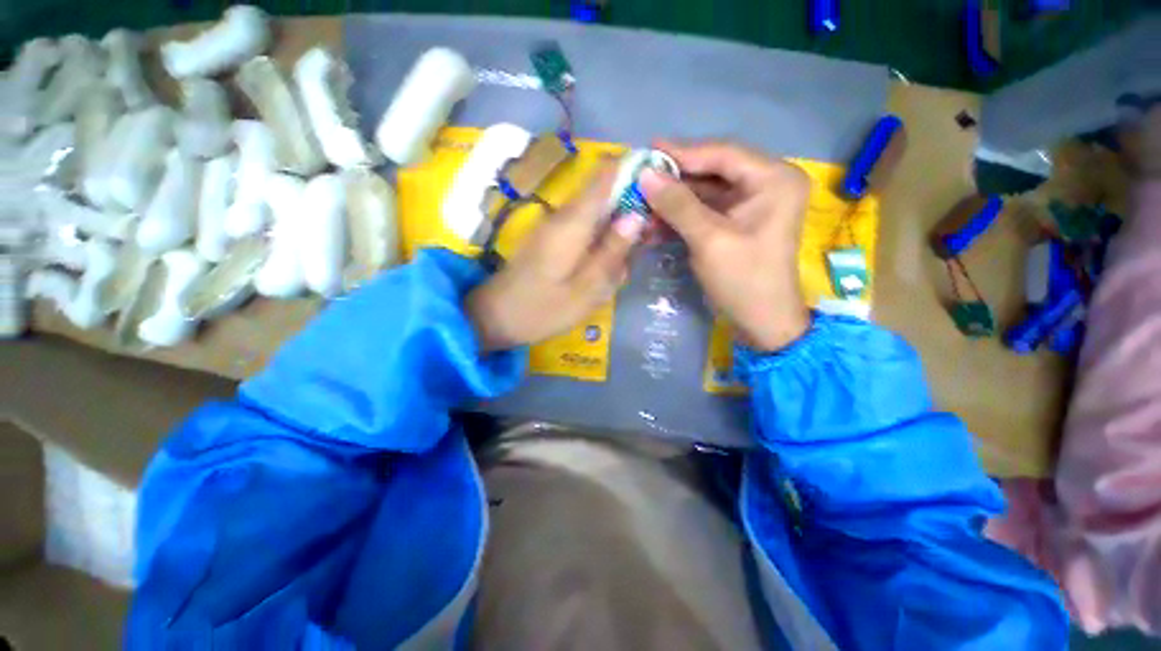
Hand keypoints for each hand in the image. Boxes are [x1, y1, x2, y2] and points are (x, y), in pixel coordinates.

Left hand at [467, 167, 645, 351]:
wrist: (496, 318)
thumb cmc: (542, 310)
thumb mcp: (586, 290)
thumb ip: (612, 252)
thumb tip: (637, 216)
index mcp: (572, 222)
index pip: (605, 176)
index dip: (634, 170)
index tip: (658, 184)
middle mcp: (563, 216)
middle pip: (605, 195)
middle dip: (630, 211)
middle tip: (645, 244)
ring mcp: (555, 227)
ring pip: (597, 215)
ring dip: (615, 233)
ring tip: (621, 266)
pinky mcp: (552, 239)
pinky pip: (584, 231)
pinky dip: (600, 244)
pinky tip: (602, 270)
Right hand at [642, 141, 810, 351]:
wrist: (761, 322)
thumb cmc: (743, 280)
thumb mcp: (709, 240)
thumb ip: (678, 205)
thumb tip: (645, 174)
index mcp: (773, 179)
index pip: (723, 154)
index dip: (683, 152)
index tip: (647, 150)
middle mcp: (766, 183)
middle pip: (712, 171)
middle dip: (674, 179)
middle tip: (640, 177)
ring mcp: (750, 204)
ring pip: (704, 192)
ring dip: (673, 201)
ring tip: (641, 203)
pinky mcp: (736, 222)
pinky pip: (704, 211)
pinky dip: (679, 217)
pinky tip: (654, 223)